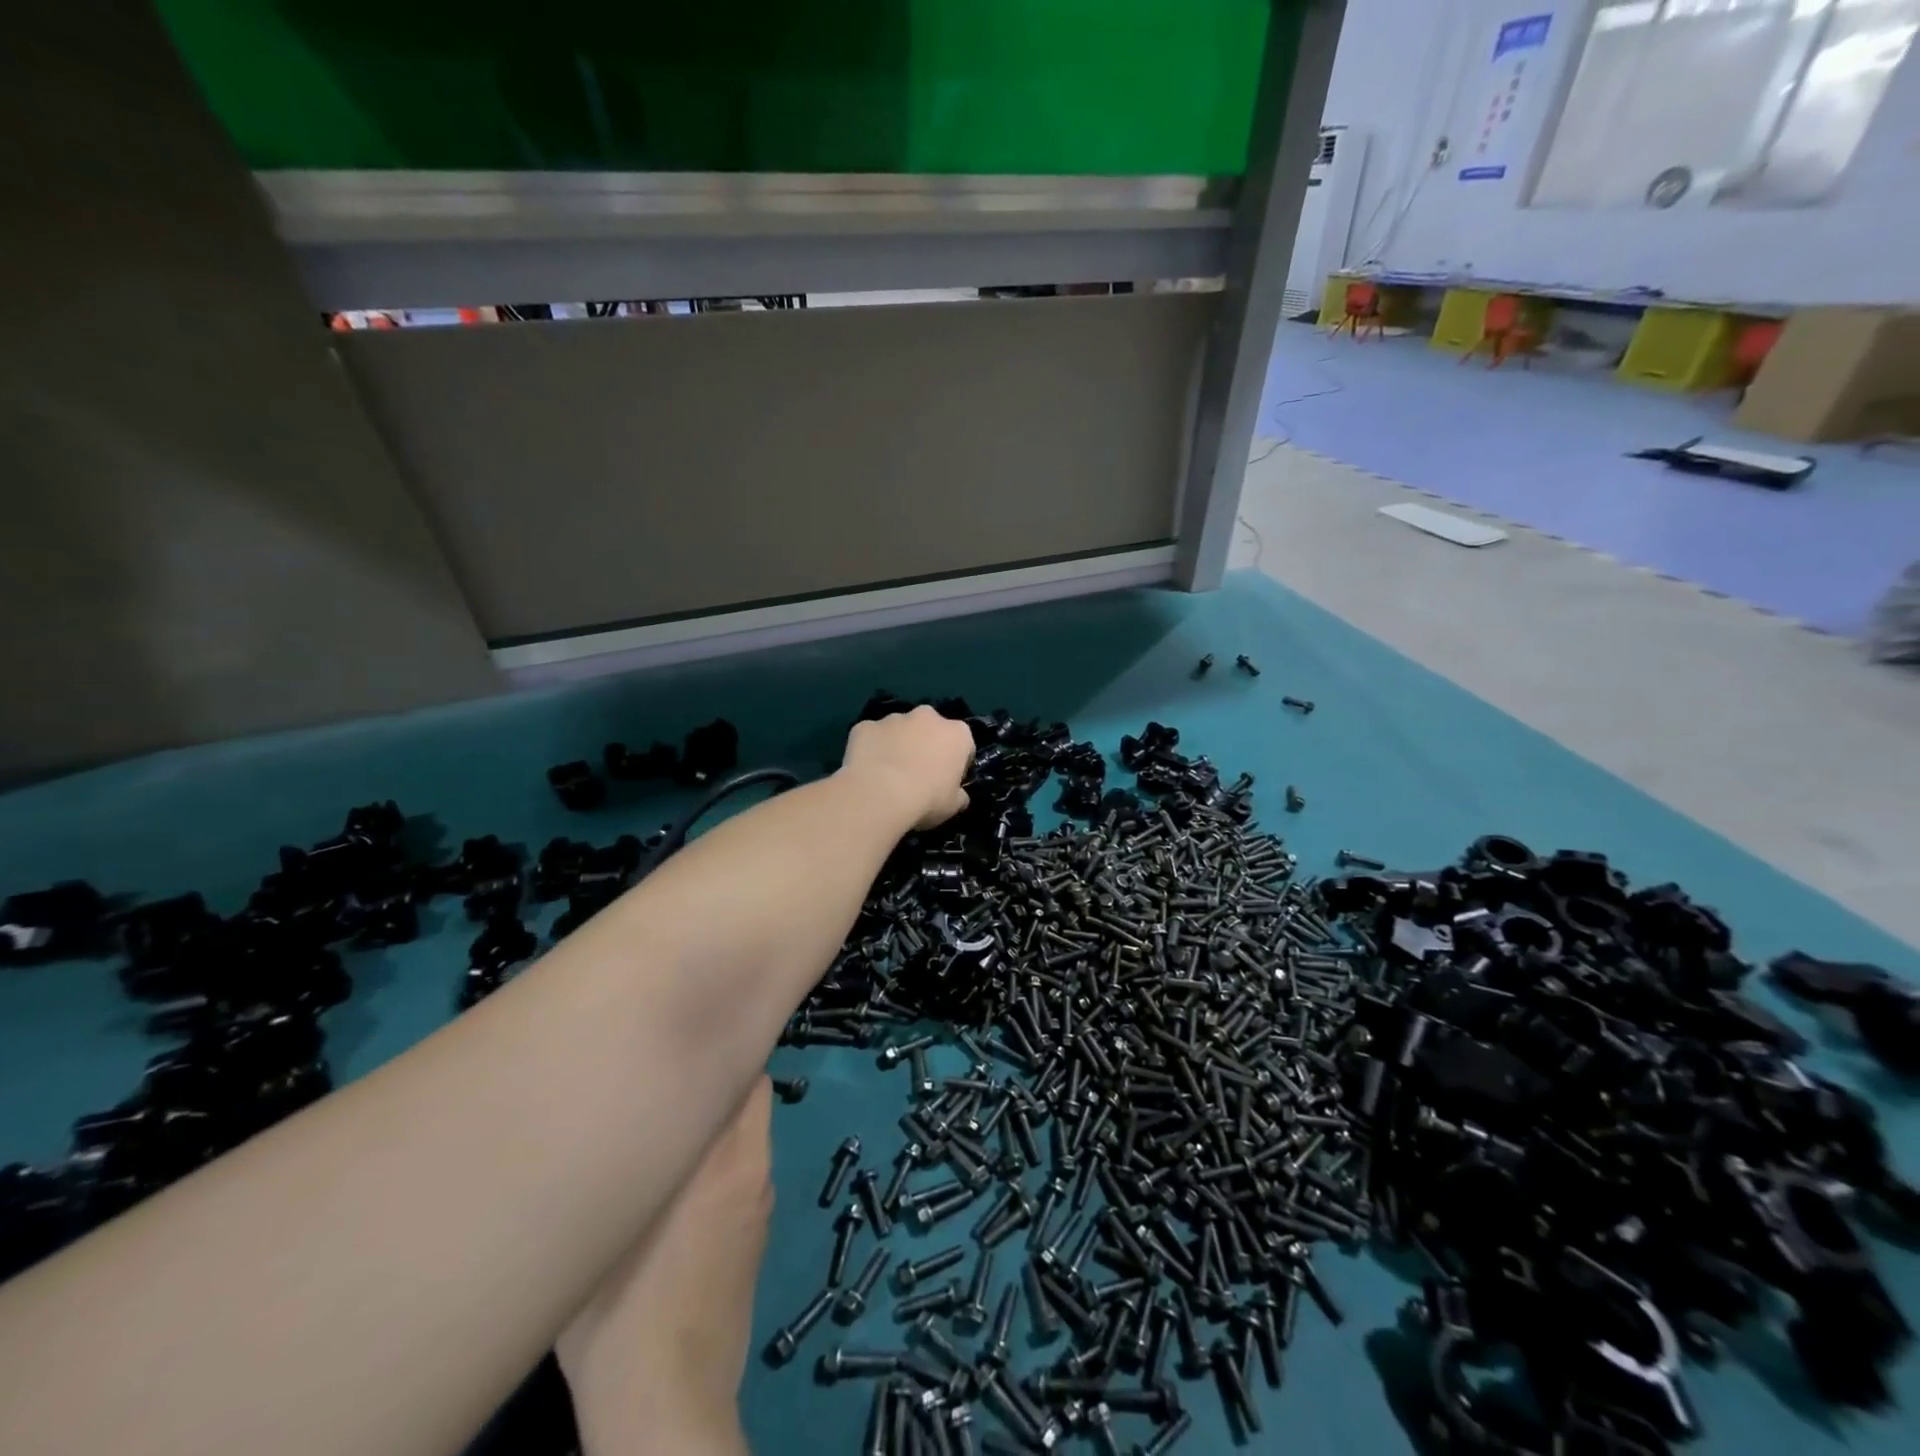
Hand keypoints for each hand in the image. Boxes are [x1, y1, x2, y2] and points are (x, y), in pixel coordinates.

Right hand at [557, 1078, 772, 1455]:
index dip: (719, 1049)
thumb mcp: (598, 1235)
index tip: (687, 1039)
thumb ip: (617, 1167)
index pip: (743, 1075)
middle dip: (722, 1079)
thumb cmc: (618, 1320)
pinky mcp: (758, 1233)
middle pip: (753, 1094)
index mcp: (720, 1158)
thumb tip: (615, 1120)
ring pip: (751, 1131)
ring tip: (675, 1125)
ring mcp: (760, 1201)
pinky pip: (748, 1168)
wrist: (668, 1406)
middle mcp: (752, 1167)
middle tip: (676, 1078)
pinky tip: (688, 1185)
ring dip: (723, 1121)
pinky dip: (728, 1158)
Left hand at [840, 705, 972, 830]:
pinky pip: (871, 736)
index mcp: (956, 733)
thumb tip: (958, 796)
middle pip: (930, 729)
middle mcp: (927, 717)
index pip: (963, 744)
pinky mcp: (866, 726)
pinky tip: (867, 770)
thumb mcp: (953, 806)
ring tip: (888, 774)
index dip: (956, 762)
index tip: (947, 779)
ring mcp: (894, 718)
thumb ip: (959, 795)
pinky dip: (871, 748)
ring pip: (899, 729)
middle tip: (918, 774)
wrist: (879, 794)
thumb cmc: (926, 799)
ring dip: (897, 744)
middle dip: (925, 745)